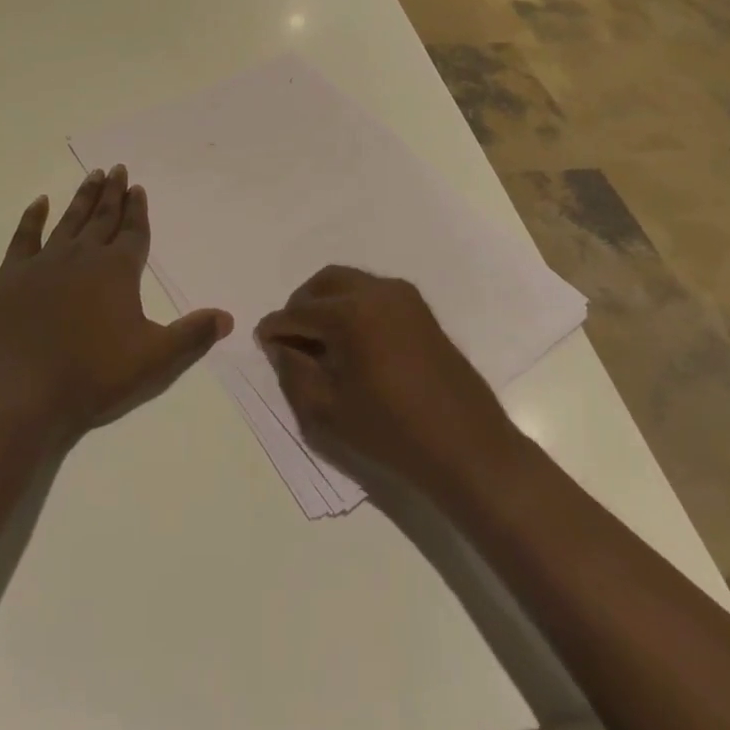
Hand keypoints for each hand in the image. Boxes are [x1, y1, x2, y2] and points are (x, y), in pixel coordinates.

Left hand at [0, 165, 232, 440]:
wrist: (22, 396)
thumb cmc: (94, 378)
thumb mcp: (156, 361)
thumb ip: (193, 335)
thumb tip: (227, 317)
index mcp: (118, 270)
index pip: (133, 231)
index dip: (137, 209)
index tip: (138, 187)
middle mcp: (83, 256)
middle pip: (103, 217)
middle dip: (113, 193)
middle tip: (117, 169)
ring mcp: (45, 263)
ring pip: (69, 221)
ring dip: (83, 198)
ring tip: (93, 175)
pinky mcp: (12, 277)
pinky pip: (24, 237)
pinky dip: (32, 218)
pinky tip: (39, 202)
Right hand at [256, 267, 521, 486]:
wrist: (467, 446)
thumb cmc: (391, 432)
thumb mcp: (328, 410)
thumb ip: (294, 371)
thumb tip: (279, 345)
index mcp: (350, 313)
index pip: (299, 312)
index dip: (276, 329)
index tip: (262, 341)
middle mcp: (376, 291)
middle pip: (324, 283)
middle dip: (302, 306)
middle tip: (291, 338)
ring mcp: (403, 296)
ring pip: (350, 283)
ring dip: (328, 303)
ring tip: (320, 341)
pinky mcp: (420, 308)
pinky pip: (374, 293)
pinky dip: (354, 306)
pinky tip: (352, 342)